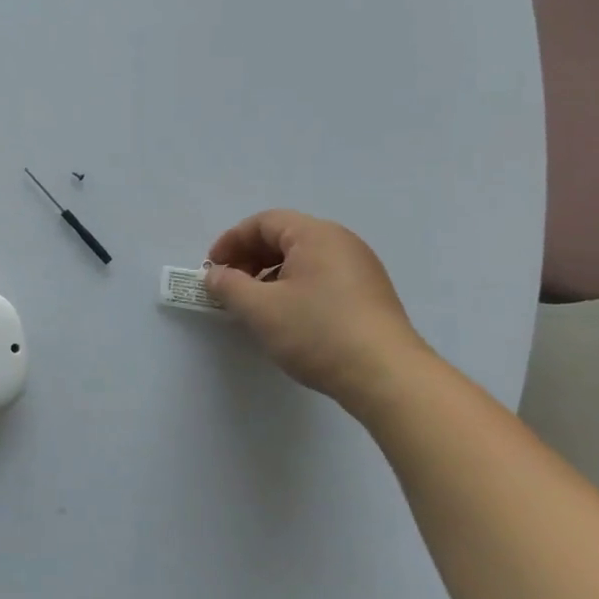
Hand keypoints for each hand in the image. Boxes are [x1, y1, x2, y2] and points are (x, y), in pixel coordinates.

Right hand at [205, 210, 430, 407]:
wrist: (386, 376)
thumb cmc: (317, 332)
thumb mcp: (259, 308)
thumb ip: (228, 286)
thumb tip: (215, 275)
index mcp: (315, 235)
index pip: (264, 222)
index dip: (231, 241)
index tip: (211, 268)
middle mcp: (341, 243)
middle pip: (284, 237)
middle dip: (249, 258)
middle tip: (228, 285)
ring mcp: (360, 269)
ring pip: (303, 259)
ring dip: (269, 274)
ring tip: (253, 304)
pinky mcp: (368, 295)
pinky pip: (321, 277)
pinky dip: (293, 287)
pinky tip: (285, 315)